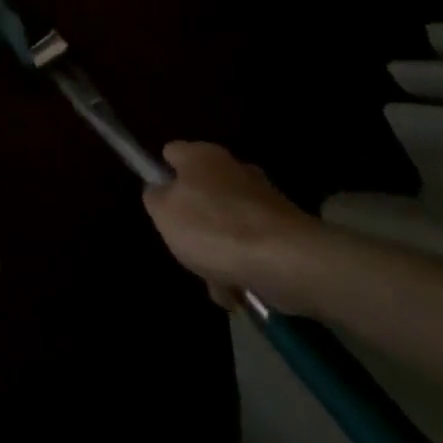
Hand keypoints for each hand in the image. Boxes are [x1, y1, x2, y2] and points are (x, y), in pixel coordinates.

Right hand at [142, 141, 328, 313]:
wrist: (287, 261)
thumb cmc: (214, 229)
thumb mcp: (164, 212)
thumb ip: (154, 197)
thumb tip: (160, 191)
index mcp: (201, 155)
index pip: (171, 153)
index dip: (161, 174)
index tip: (159, 202)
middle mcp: (232, 168)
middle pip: (201, 191)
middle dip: (193, 222)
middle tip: (186, 247)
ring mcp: (262, 198)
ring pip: (226, 223)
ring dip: (218, 251)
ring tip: (216, 281)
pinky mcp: (284, 228)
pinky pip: (252, 245)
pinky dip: (244, 265)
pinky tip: (239, 289)